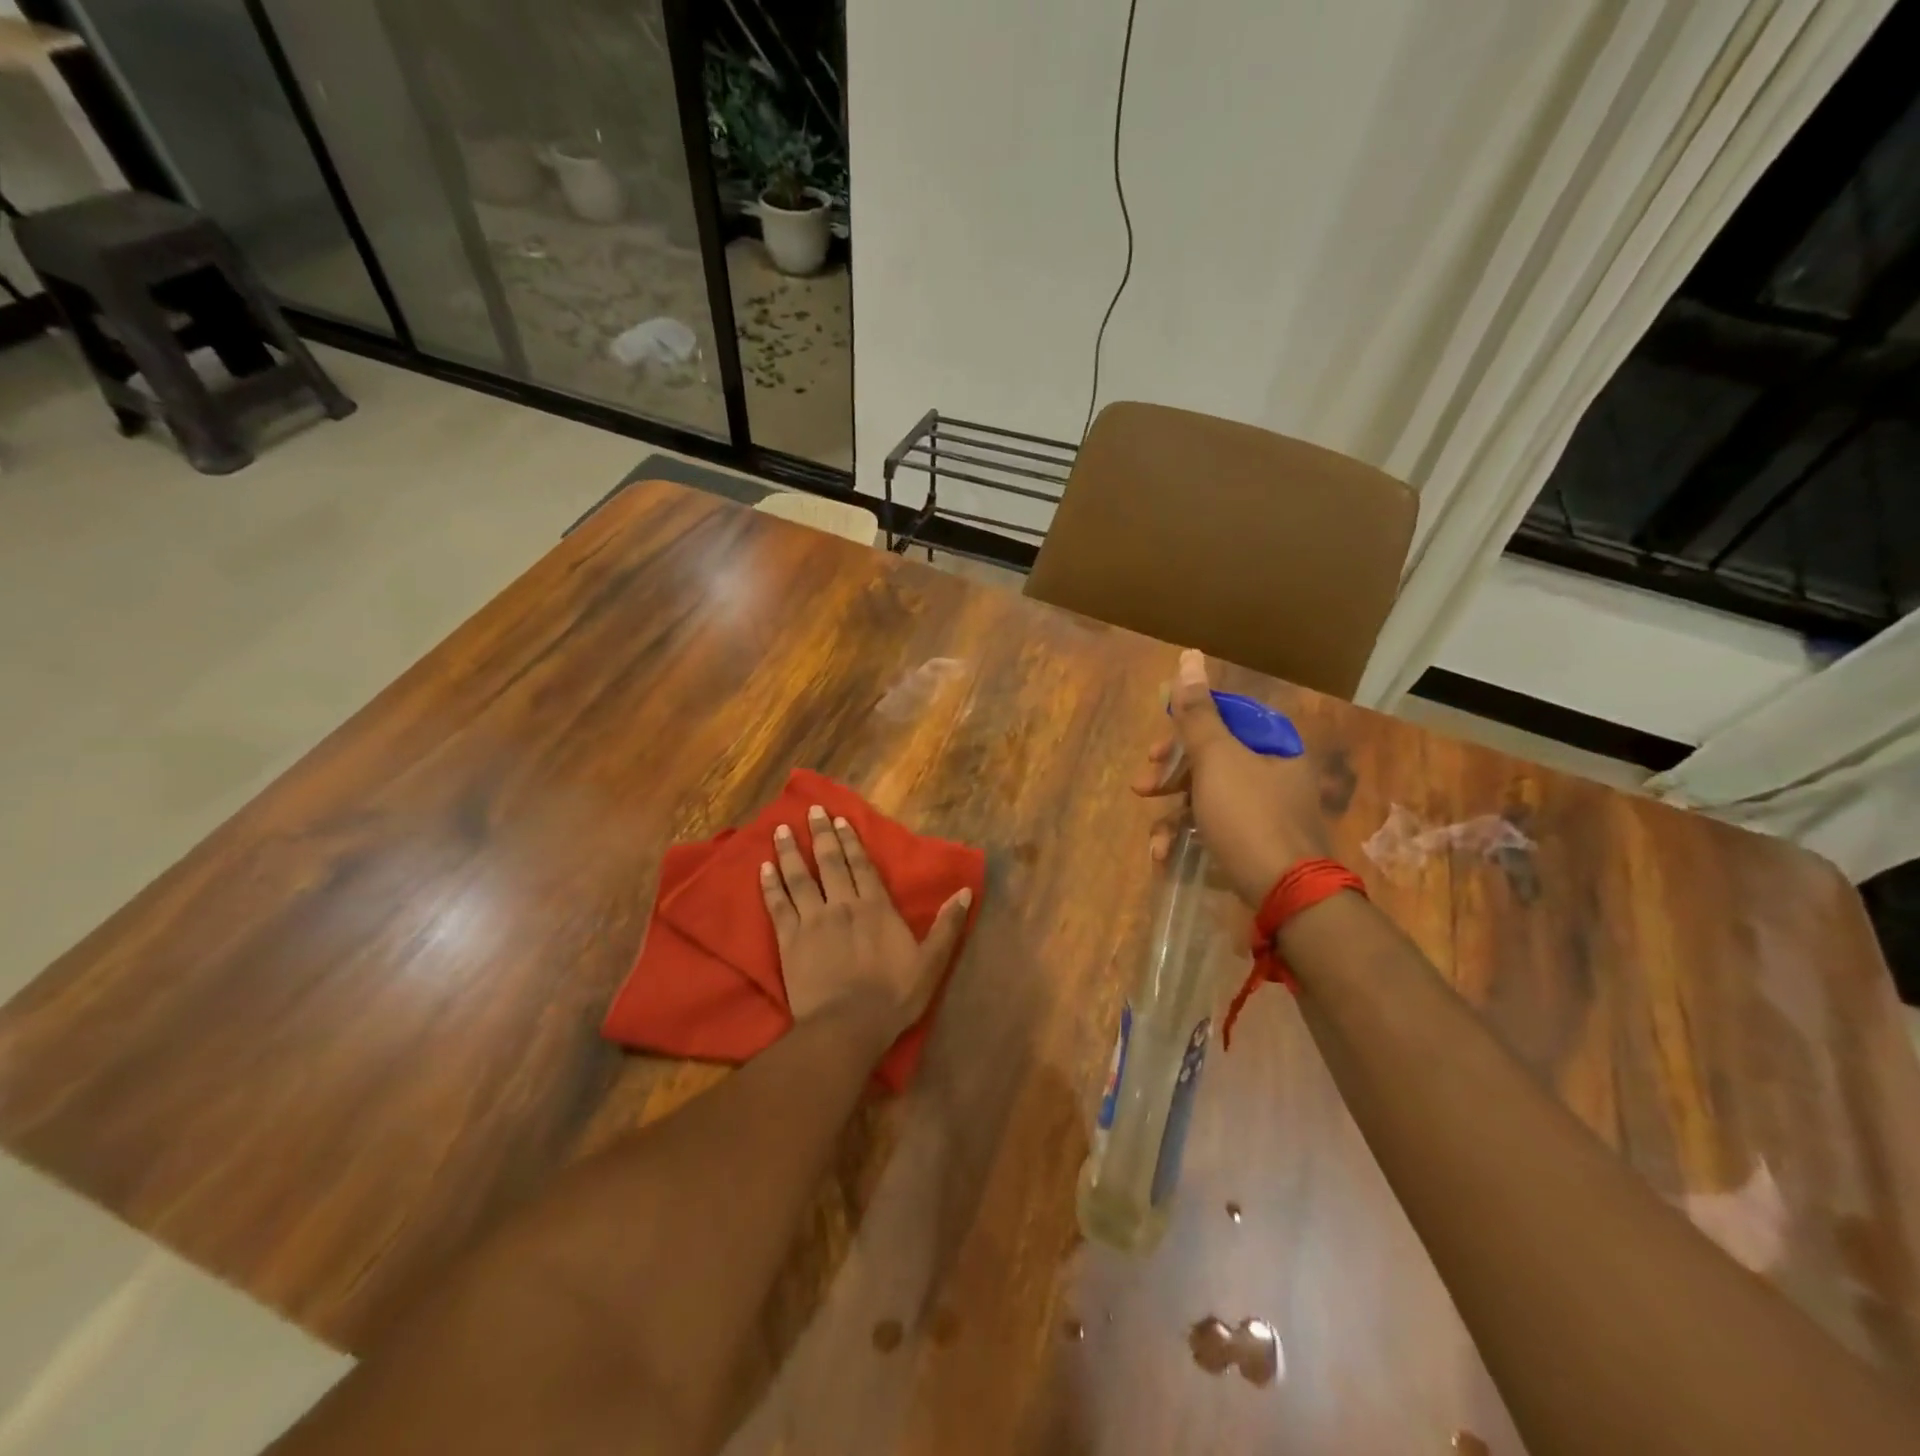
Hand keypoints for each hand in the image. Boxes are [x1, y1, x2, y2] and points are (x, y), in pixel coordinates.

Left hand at [760, 804, 972, 1044]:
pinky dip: (770, 885)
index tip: (839, 820)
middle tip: (811, 811)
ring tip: (779, 829)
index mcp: (876, 907)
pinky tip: (763, 869)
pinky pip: (778, 905)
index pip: (862, 866)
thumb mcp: (931, 963)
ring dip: (790, 852)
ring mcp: (812, 921)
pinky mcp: (789, 940)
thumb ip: (947, 926)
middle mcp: (842, 905)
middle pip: (830, 863)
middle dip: (821, 835)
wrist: (847, 1027)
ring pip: (800, 877)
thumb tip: (965, 891)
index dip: (851, 841)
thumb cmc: (893, 997)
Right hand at [1133, 649, 1333, 905]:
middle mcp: (1274, 773)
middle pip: (1212, 758)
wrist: (1287, 895)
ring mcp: (1266, 812)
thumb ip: (1197, 712)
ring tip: (1154, 837)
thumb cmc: (1249, 817)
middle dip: (1170, 774)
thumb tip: (1189, 656)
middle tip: (1143, 785)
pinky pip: (1215, 828)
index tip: (1157, 745)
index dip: (1186, 727)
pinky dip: (1188, 838)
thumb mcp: (1216, 759)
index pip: (1227, 717)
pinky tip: (1165, 856)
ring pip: (1208, 797)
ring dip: (1172, 813)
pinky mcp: (1255, 844)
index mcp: (1273, 745)